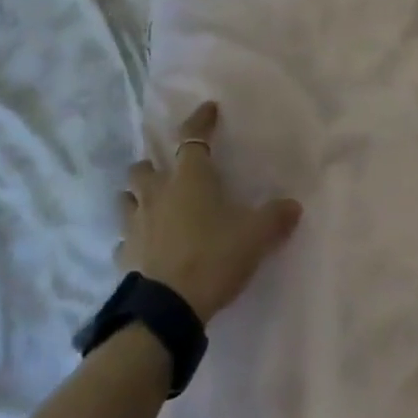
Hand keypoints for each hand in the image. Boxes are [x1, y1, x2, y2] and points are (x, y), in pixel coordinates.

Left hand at [117, 102, 302, 324]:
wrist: (170, 308)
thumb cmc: (214, 257)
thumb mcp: (255, 236)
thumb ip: (275, 217)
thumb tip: (293, 206)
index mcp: (189, 178)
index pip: (192, 137)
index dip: (200, 120)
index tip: (208, 110)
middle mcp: (157, 193)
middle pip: (143, 167)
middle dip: (154, 165)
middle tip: (169, 173)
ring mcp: (135, 224)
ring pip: (126, 198)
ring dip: (136, 197)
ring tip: (151, 204)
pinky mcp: (125, 255)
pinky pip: (124, 240)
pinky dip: (133, 239)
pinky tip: (145, 247)